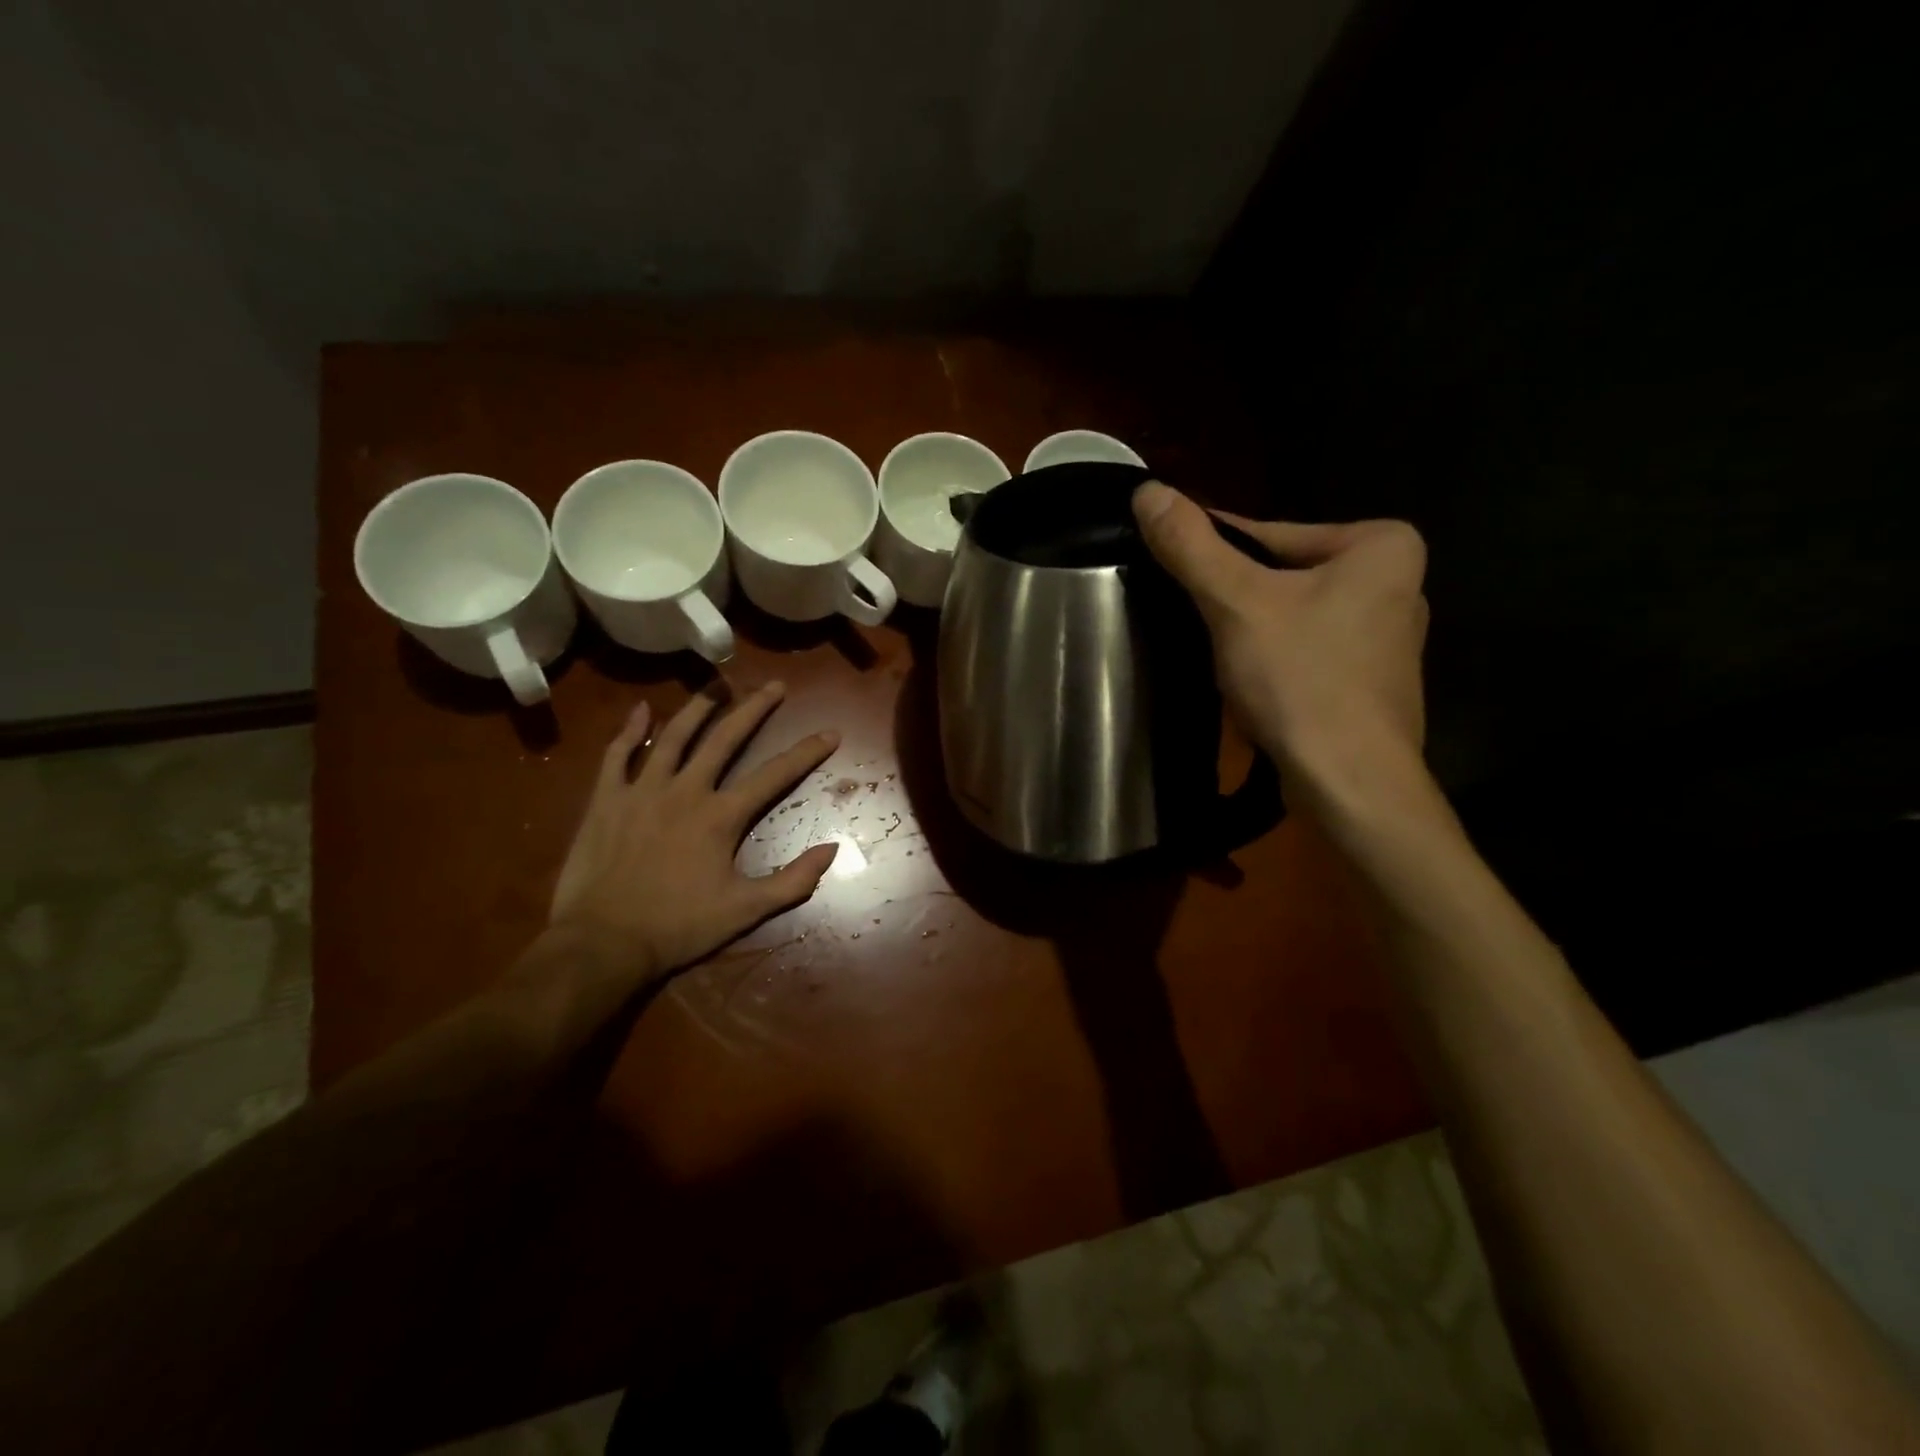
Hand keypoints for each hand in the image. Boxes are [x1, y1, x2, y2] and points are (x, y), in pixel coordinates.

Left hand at [549, 683, 840, 979]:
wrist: (603, 942)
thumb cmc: (679, 927)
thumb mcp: (746, 911)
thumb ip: (793, 880)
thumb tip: (834, 849)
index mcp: (721, 816)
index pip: (775, 774)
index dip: (807, 752)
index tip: (831, 732)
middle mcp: (686, 790)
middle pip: (725, 738)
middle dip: (754, 709)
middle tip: (774, 685)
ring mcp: (642, 790)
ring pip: (674, 735)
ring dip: (700, 706)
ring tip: (718, 683)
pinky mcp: (606, 799)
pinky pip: (617, 754)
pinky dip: (630, 730)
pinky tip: (641, 709)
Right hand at [1132, 482, 1429, 814]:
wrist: (1351, 784)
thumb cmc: (1302, 680)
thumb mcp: (1237, 603)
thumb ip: (1191, 545)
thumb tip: (1147, 489)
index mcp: (1381, 545)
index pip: (1269, 533)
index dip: (1211, 552)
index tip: (1166, 564)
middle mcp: (1396, 583)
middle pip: (1282, 576)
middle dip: (1233, 597)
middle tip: (1183, 615)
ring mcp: (1386, 639)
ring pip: (1291, 617)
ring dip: (1248, 631)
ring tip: (1208, 651)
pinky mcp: (1370, 684)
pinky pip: (1305, 652)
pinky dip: (1272, 661)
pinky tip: (1245, 684)